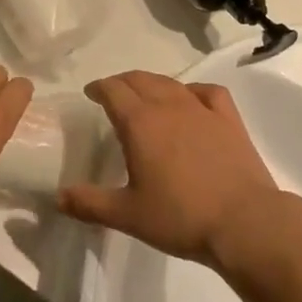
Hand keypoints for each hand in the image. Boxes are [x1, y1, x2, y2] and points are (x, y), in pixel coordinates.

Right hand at [59, 72, 283, 268]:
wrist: (243, 222)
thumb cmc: (180, 216)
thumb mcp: (127, 215)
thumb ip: (90, 203)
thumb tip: (57, 197)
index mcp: (140, 122)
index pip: (113, 90)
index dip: (99, 88)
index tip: (91, 93)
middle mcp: (169, 106)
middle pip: (140, 79)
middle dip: (122, 82)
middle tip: (113, 94)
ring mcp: (202, 109)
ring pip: (171, 83)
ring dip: (152, 83)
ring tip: (146, 95)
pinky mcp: (229, 119)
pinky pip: (207, 91)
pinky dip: (192, 90)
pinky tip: (191, 100)